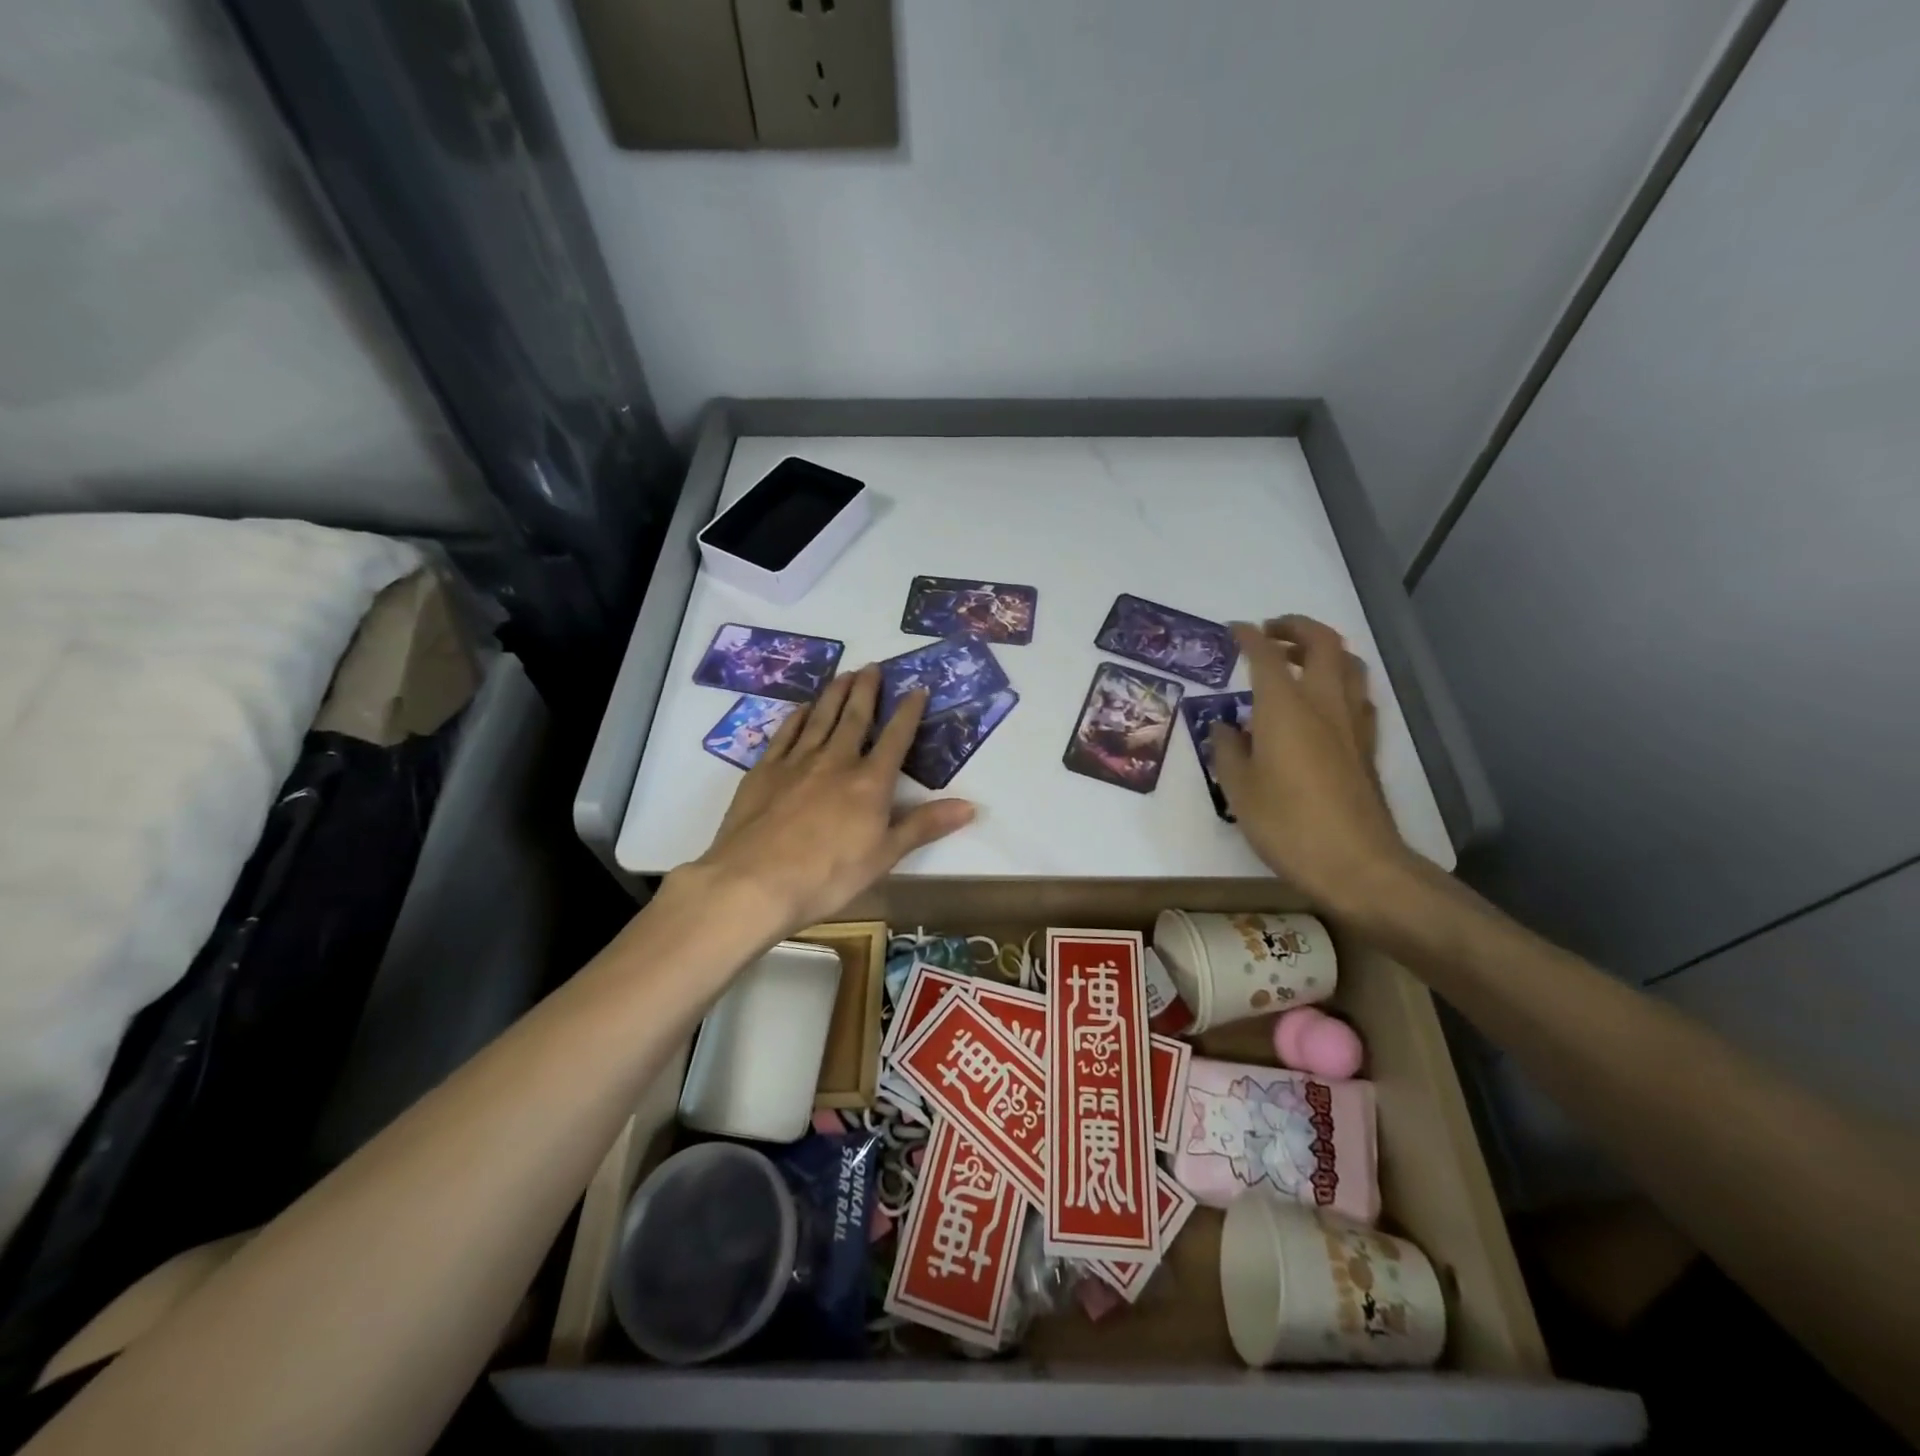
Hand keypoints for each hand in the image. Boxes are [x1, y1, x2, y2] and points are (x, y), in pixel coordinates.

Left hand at [692, 666, 974, 930]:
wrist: (754, 881)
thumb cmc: (828, 875)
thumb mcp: (884, 856)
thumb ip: (924, 826)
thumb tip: (971, 806)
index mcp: (869, 783)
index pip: (895, 739)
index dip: (908, 713)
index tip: (917, 689)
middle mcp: (835, 762)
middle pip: (855, 718)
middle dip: (867, 691)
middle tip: (873, 666)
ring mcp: (797, 762)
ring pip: (820, 718)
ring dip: (835, 694)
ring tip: (845, 674)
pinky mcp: (764, 771)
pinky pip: (785, 734)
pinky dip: (797, 717)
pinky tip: (803, 708)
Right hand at [1209, 616, 1411, 915]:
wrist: (1356, 862)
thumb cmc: (1287, 823)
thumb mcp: (1239, 789)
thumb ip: (1228, 750)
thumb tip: (1224, 728)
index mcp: (1285, 707)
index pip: (1266, 655)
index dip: (1248, 637)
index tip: (1234, 630)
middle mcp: (1323, 703)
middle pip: (1321, 642)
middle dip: (1295, 627)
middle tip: (1270, 633)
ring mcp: (1351, 723)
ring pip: (1348, 663)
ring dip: (1323, 649)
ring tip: (1299, 660)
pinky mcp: (1367, 745)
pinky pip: (1357, 694)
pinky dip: (1339, 681)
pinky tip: (1324, 702)